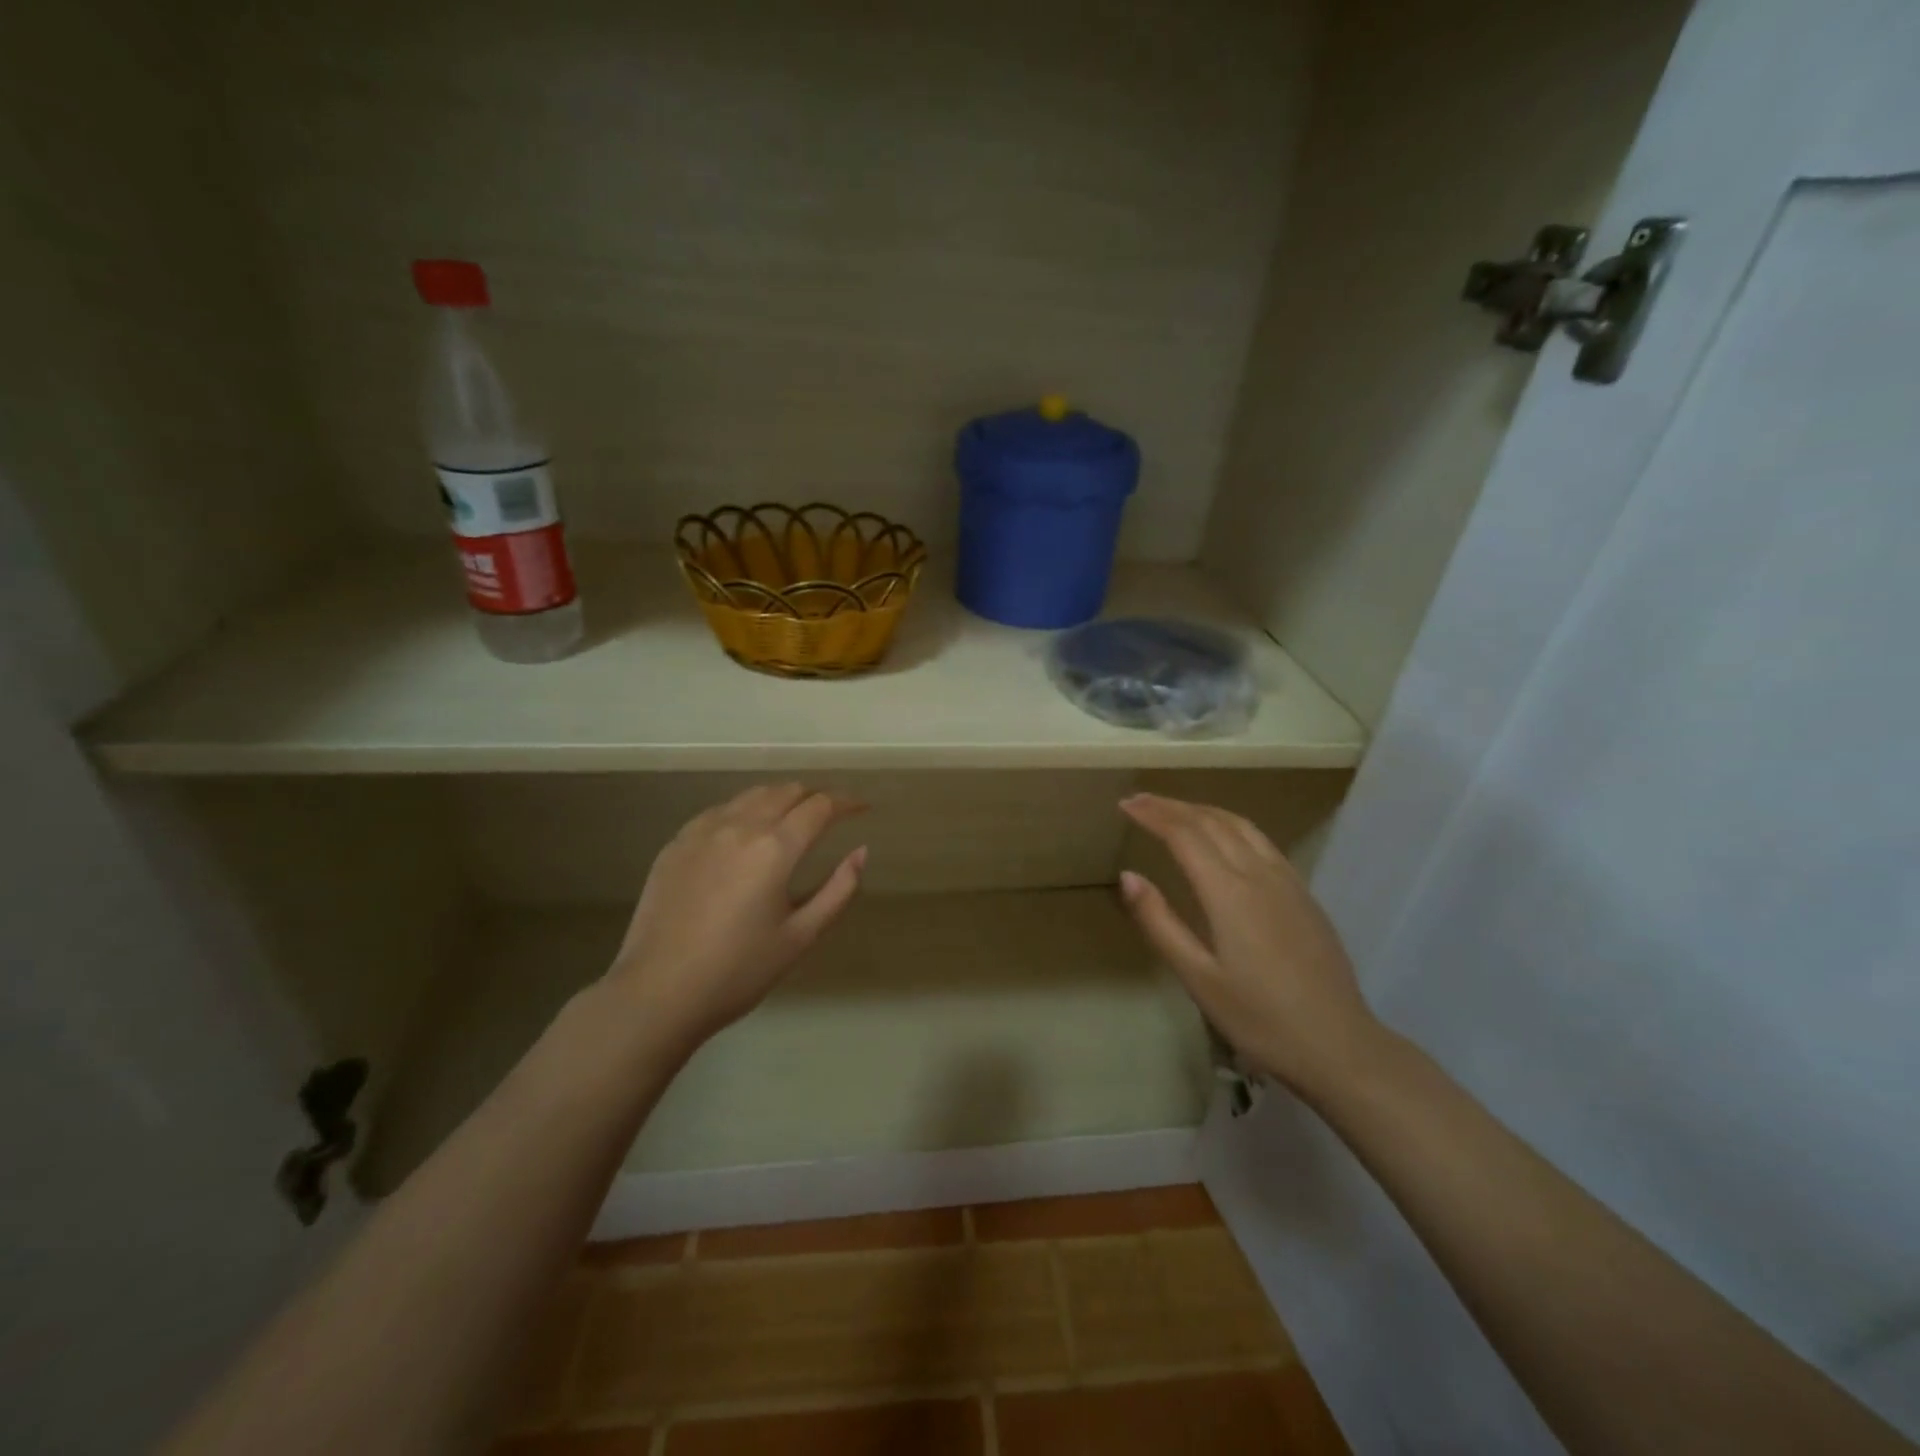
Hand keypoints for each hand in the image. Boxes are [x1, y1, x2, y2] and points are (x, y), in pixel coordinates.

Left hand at [606, 784, 865, 1043]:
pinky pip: (720, 810)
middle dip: (815, 796)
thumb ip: (838, 890)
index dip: (847, 802)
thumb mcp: (801, 936)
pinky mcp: (677, 843)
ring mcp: (703, 830)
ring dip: (781, 798)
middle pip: (786, 791)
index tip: (862, 807)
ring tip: (793, 817)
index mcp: (775, 848)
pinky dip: (745, 810)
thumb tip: (861, 851)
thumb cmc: (738, 971)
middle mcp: (740, 826)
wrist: (658, 992)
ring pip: (752, 794)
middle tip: (831, 814)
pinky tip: (747, 831)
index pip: (821, 806)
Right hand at [1118, 793, 1382, 1094]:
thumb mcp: (1197, 977)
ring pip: (1241, 826)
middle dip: (1172, 806)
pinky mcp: (1303, 894)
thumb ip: (1160, 922)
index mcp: (1229, 892)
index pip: (1184, 834)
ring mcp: (1287, 881)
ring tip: (1176, 810)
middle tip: (1140, 800)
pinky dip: (1231, 825)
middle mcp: (1259, 873)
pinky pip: (1262, 841)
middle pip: (1211, 822)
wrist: (1338, 1045)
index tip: (1125, 804)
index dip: (1153, 814)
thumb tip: (1128, 876)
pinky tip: (1224, 839)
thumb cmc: (1258, 1018)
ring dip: (1203, 810)